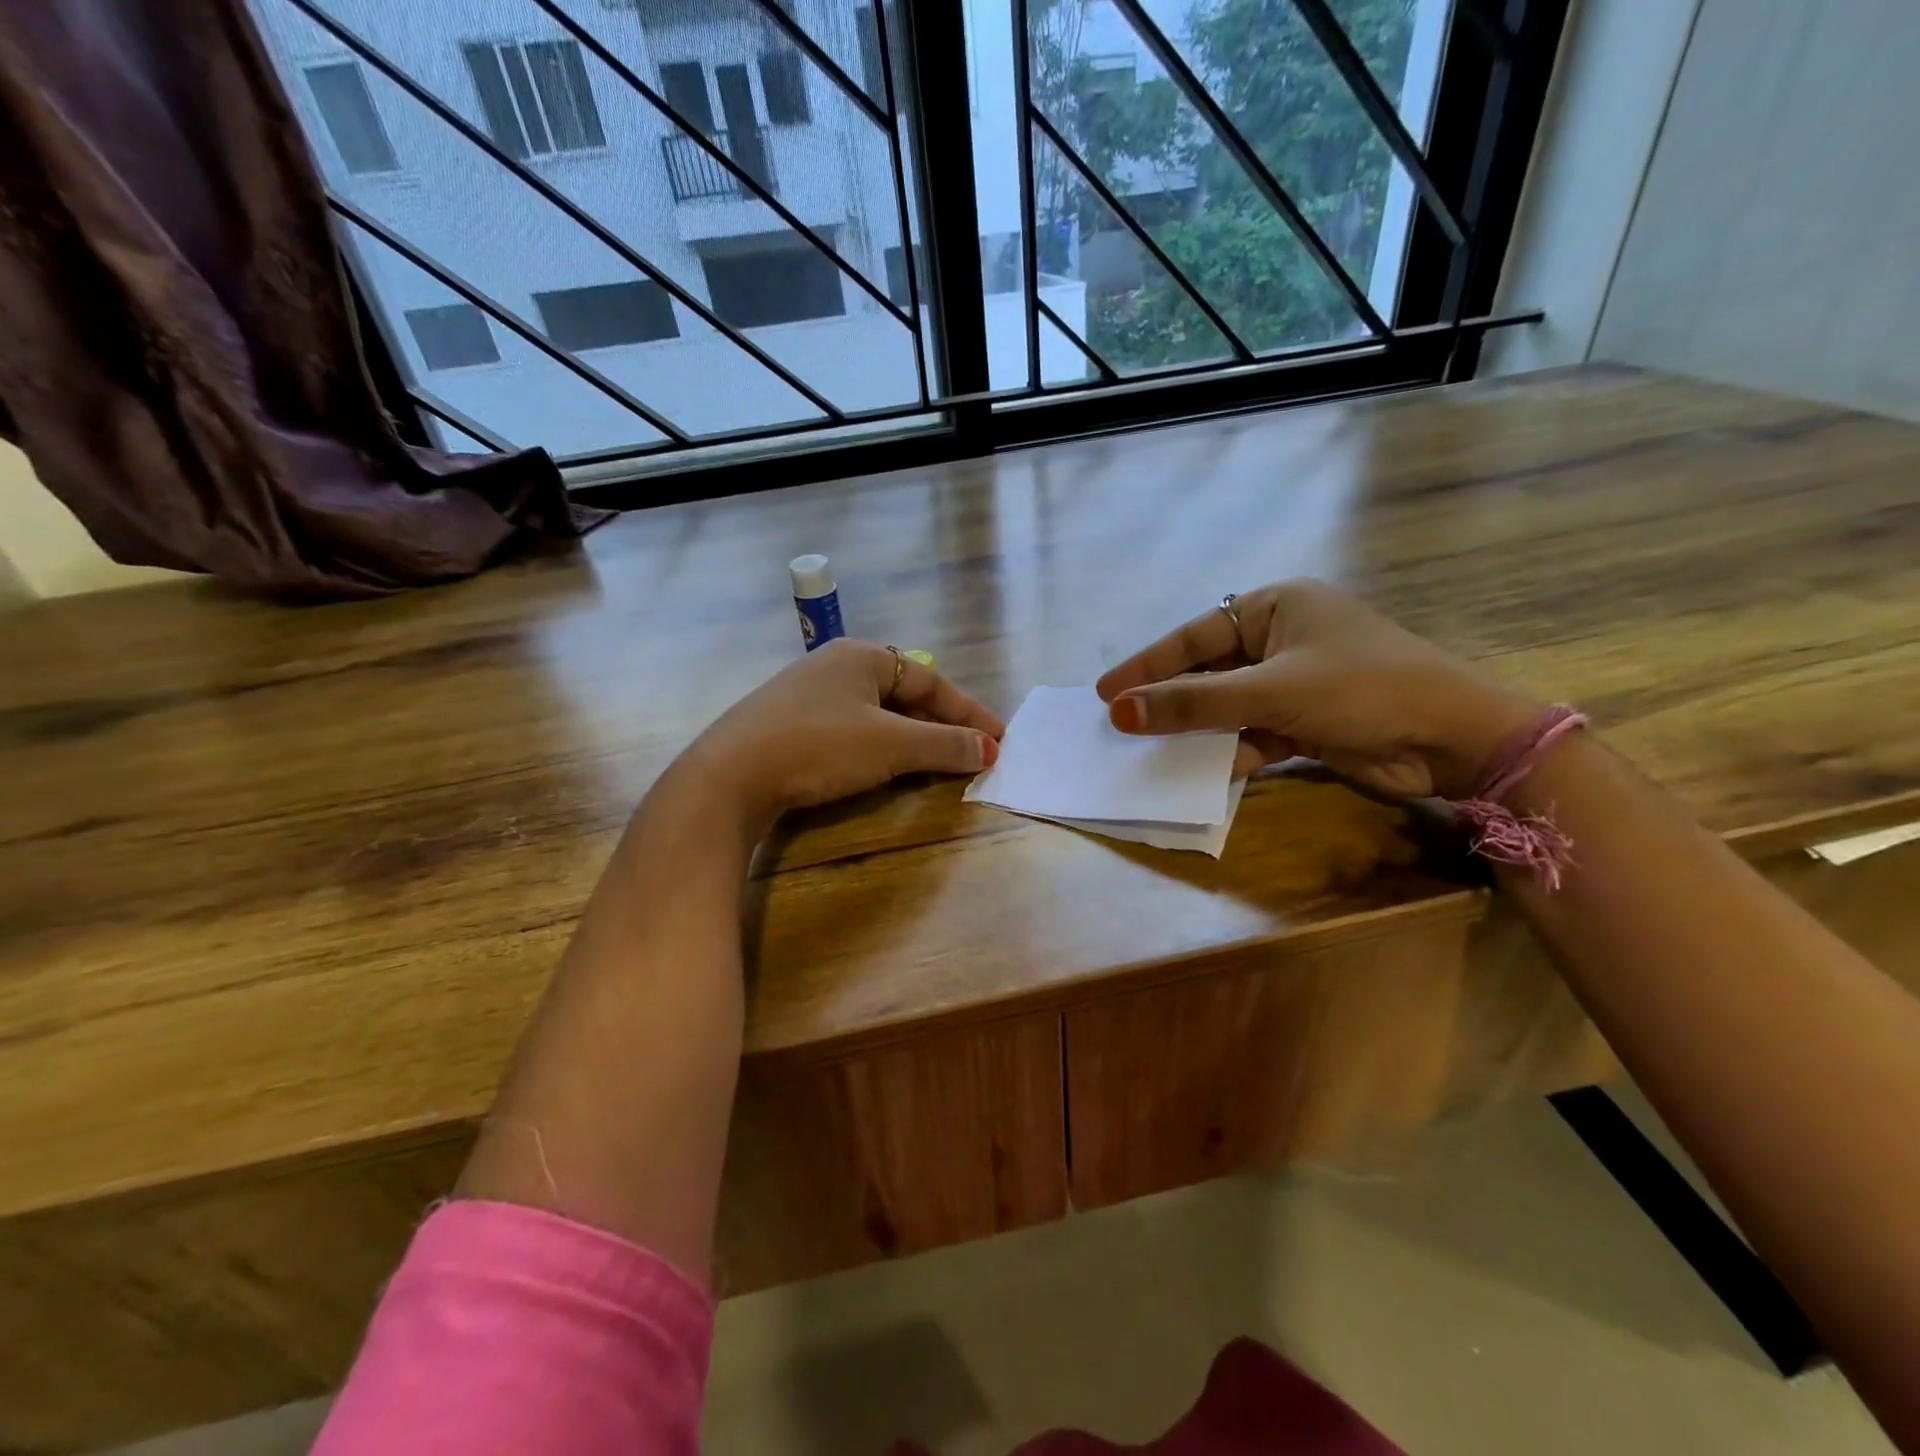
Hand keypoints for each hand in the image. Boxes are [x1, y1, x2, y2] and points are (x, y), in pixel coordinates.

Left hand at [682, 639, 1003, 827]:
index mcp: (863, 657)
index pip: (931, 680)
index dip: (968, 712)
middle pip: (904, 695)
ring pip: (876, 715)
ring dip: (911, 740)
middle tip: (971, 753)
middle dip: (940, 725)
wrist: (729, 774)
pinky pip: (850, 731)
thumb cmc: (820, 745)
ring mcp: (807, 696)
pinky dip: (878, 749)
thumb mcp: (891, 745)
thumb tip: (989, 750)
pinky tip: (883, 770)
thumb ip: (943, 745)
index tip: (998, 740)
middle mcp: (836, 667)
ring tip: (936, 764)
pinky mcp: (788, 726)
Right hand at [1096, 579, 1542, 798]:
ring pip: (1227, 705)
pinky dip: (1228, 750)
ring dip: (1195, 729)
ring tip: (1147, 749)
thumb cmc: (1362, 689)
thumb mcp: (1270, 691)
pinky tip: (1200, 770)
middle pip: (1207, 671)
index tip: (1105, 692)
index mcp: (1276, 606)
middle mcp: (1282, 638)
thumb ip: (1193, 703)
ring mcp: (1294, 682)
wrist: (1455, 739)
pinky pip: (1251, 732)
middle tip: (1119, 723)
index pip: (1194, 635)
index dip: (1147, 665)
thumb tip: (1120, 712)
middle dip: (1168, 700)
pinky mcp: (1305, 721)